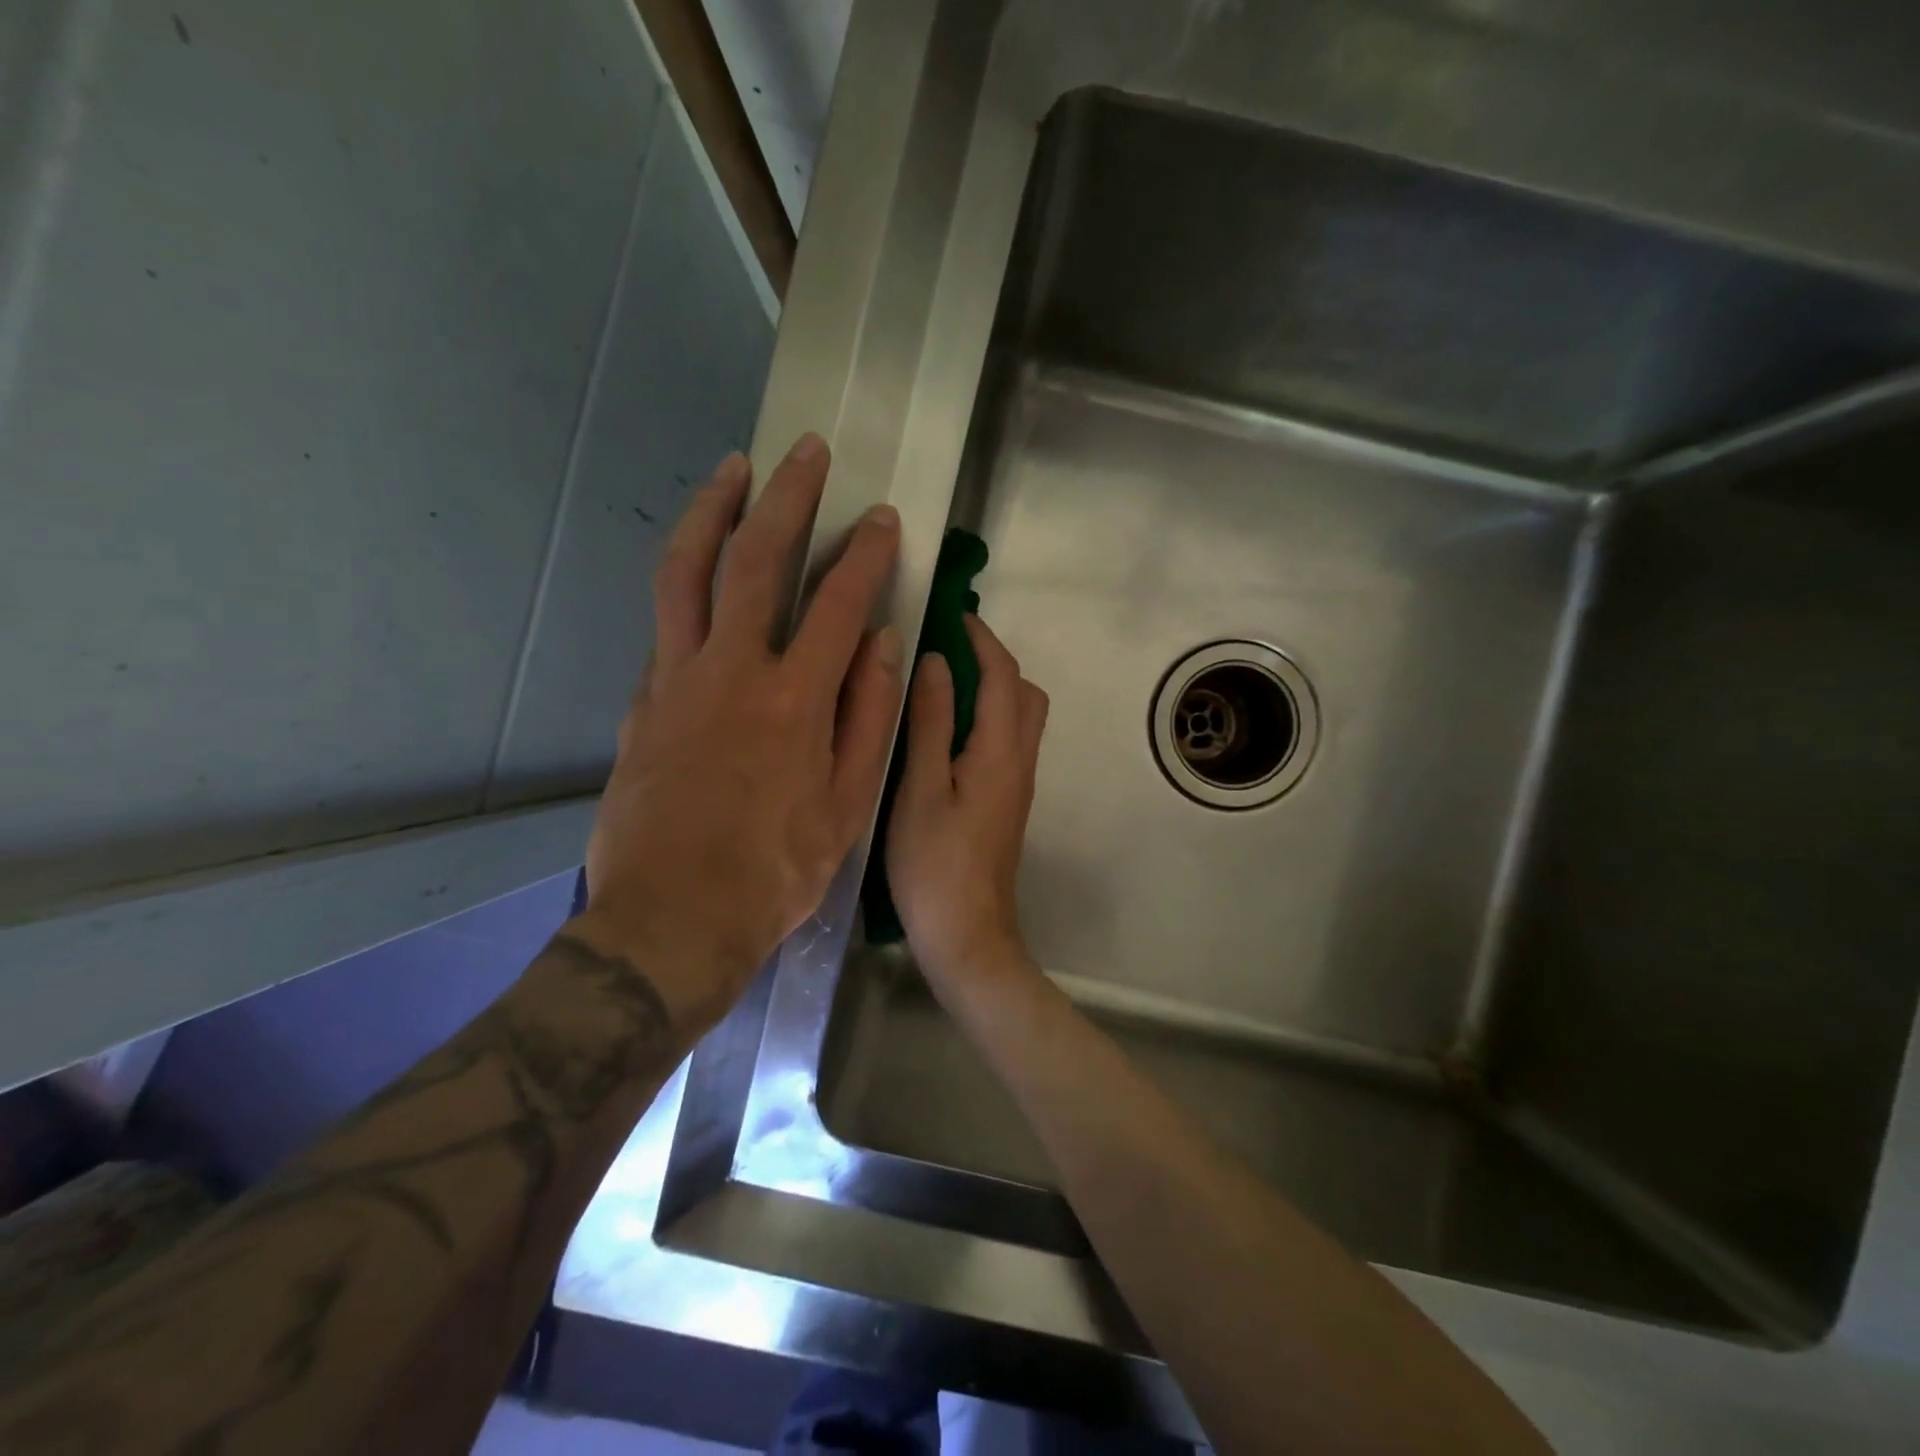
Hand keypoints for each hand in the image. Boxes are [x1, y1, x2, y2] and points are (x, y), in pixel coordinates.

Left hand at [571, 434, 903, 1033]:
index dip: (865, 553)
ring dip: (713, 511)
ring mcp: (676, 680)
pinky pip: (665, 625)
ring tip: (732, 469)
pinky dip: (686, 583)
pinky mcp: (641, 701)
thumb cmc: (775, 872)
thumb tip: (883, 645)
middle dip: (787, 497)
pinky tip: (700, 573)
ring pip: (687, 572)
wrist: (672, 919)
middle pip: (757, 561)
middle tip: (805, 452)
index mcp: (795, 701)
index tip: (882, 518)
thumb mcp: (847, 806)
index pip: (840, 603)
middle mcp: (732, 672)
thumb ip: (868, 718)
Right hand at [886, 615, 1049, 991]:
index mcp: (1000, 751)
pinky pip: (1007, 742)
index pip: (1002, 676)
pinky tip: (947, 731)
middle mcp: (1020, 762)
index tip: (953, 614)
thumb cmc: (934, 865)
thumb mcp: (921, 788)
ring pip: (1020, 718)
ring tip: (942, 684)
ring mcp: (1018, 785)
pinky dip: (986, 718)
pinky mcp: (1007, 804)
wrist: (967, 935)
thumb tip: (935, 661)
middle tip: (947, 651)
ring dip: (992, 689)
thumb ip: (930, 722)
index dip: (982, 639)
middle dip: (994, 662)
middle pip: (1024, 693)